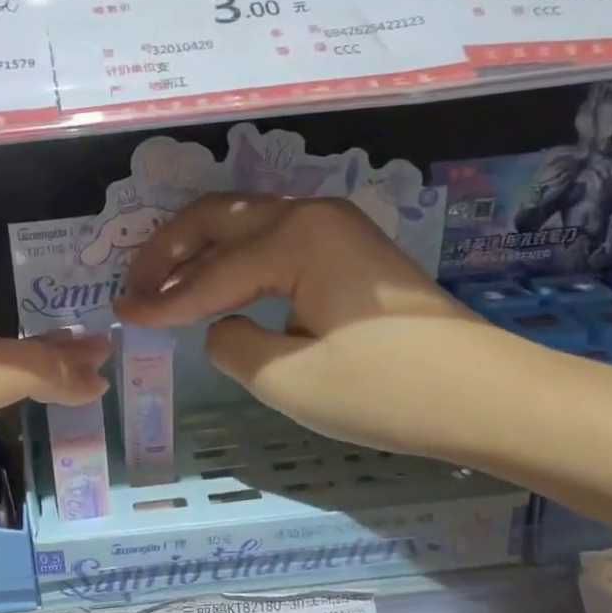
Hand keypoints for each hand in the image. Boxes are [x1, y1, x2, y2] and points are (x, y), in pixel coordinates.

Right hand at [112, 195, 513, 459]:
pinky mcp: (348, 250)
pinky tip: (214, 286)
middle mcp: (311, 215)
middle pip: (217, 220)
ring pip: (244, 225)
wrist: (489, 397)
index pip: (209, 273)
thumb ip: (230, 344)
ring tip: (160, 287)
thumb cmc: (387, 391)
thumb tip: (220, 324)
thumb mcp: (288, 379)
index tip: (122, 318)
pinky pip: (272, 242)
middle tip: (132, 289)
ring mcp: (335, 227)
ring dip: (198, 252)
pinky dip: (233, 261)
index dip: (161, 300)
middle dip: (167, 253)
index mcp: (295, 238)